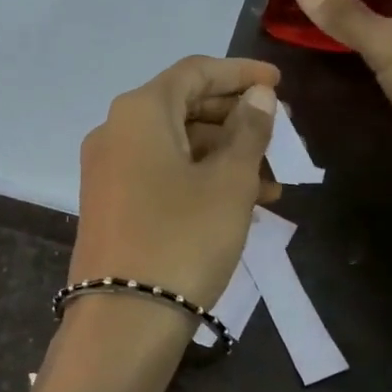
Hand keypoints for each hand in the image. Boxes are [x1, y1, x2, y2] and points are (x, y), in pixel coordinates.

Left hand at [71, 57, 279, 310]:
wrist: (124, 320)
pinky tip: (241, 203)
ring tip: (274, 183)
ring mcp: (109, 168)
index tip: (279, 84)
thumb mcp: (229, 182)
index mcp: (139, 111)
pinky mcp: (111, 201)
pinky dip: (200, 178)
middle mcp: (115, 130)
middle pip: (184, 106)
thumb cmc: (184, 238)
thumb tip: (258, 95)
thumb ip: (248, 130)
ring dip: (225, 156)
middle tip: (282, 134)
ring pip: (177, 144)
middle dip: (237, 119)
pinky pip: (161, 172)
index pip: (195, 71)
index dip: (240, 73)